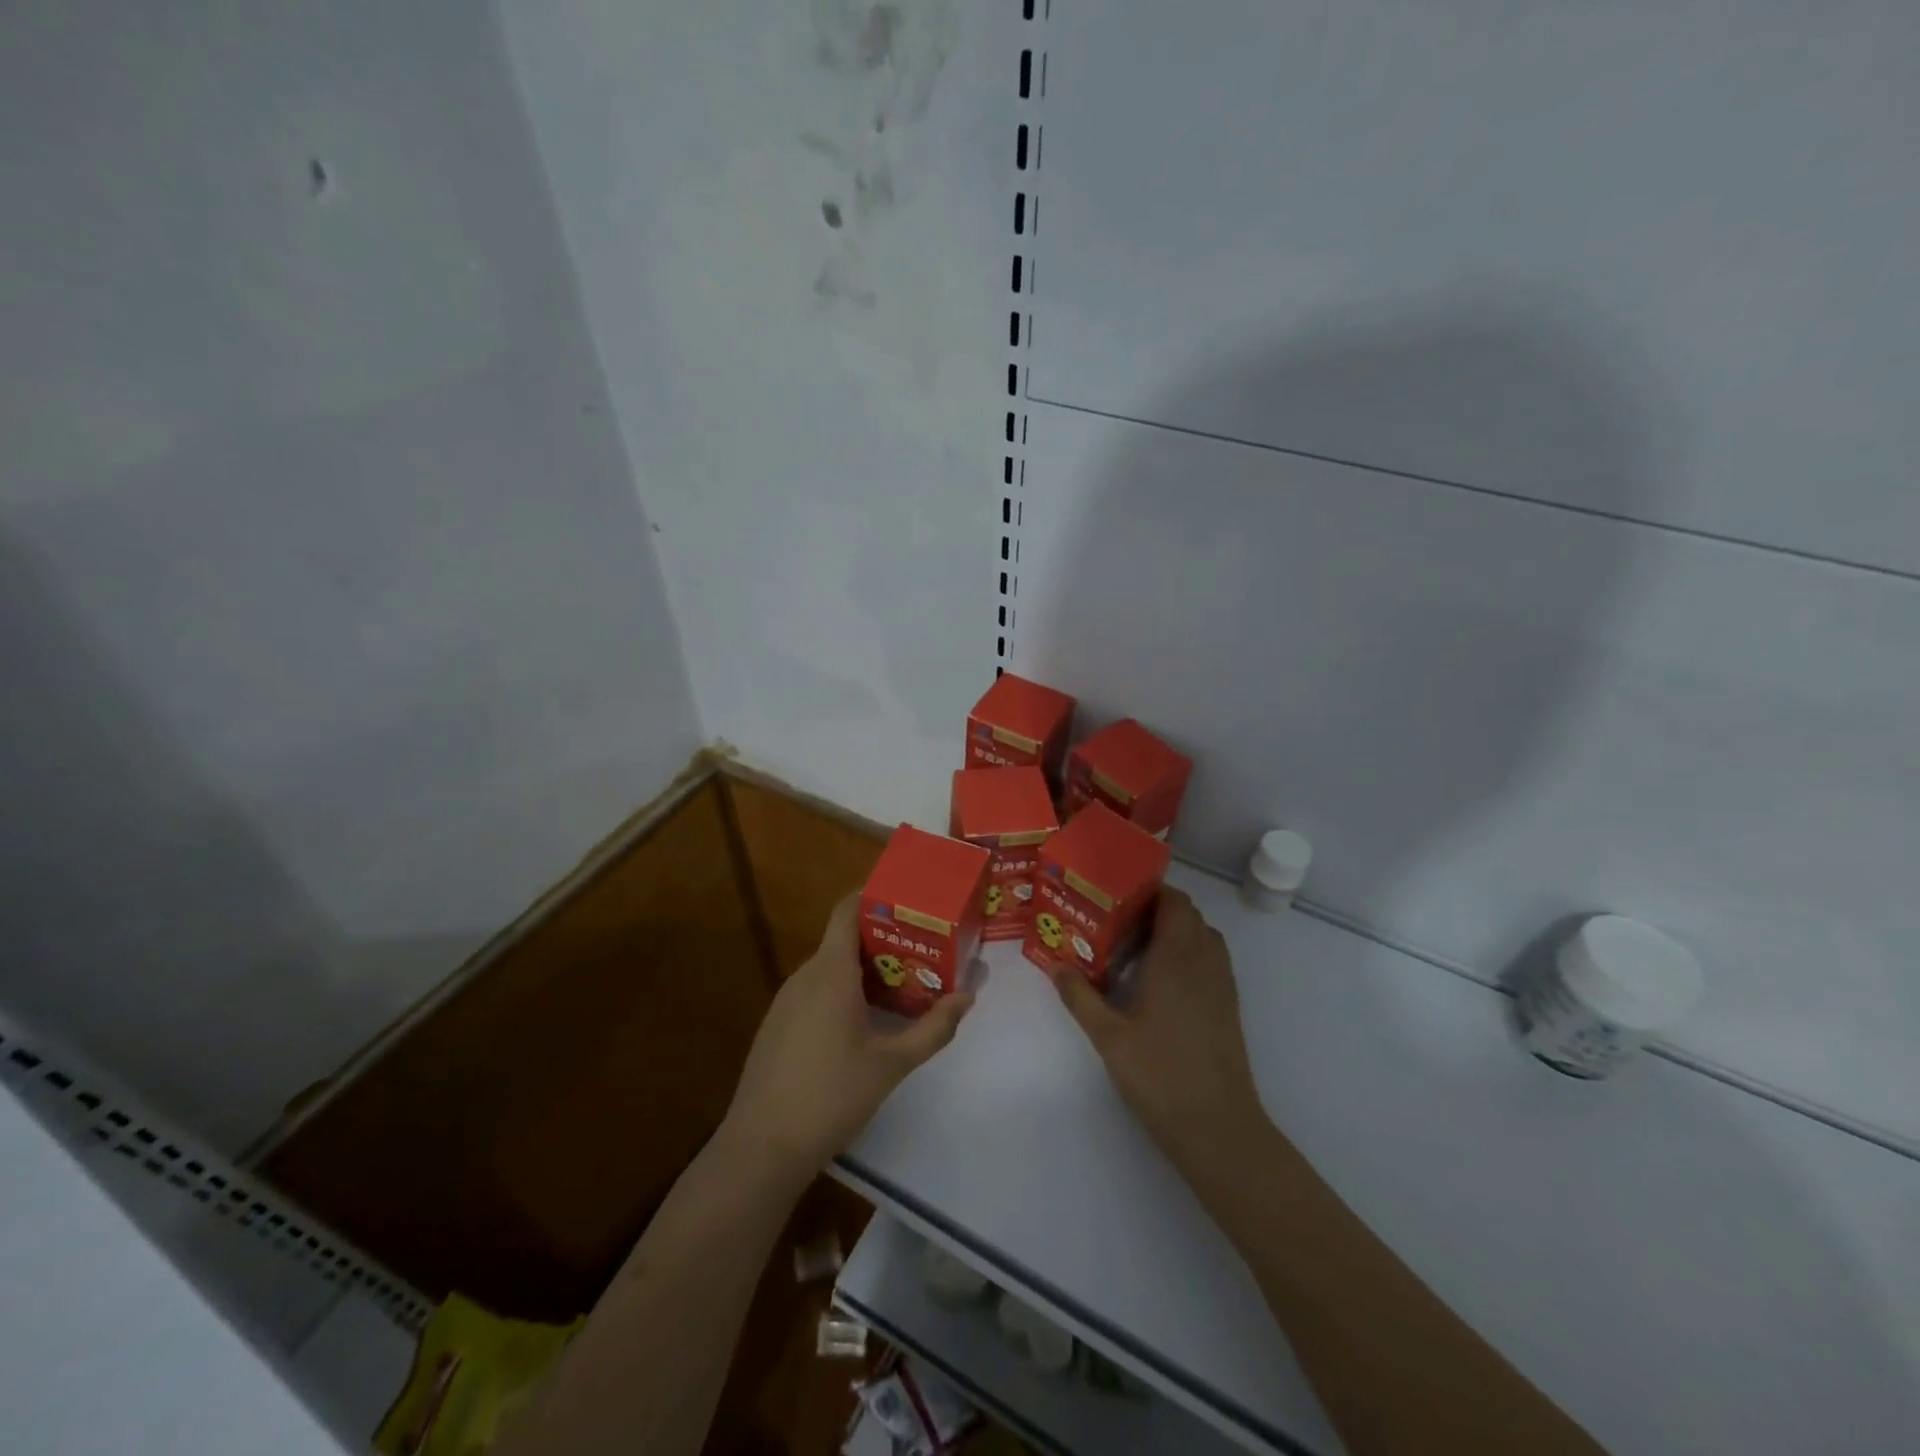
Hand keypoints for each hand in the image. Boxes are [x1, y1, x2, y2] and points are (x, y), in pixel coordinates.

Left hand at [721, 892, 973, 1177]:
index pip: (847, 910)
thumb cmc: (832, 1096)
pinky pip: (815, 991)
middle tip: (923, 948)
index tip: (908, 900)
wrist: (762, 1147)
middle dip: (883, 939)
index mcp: (831, 972)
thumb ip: (933, 1028)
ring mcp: (786, 1000)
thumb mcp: (892, 1063)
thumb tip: (968, 996)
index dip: (873, 896)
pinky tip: (864, 1022)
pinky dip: (842, 991)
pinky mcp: (777, 1025)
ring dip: (864, 969)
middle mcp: (805, 976)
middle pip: (844, 939)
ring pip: (830, 968)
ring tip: (903, 982)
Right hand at [1048, 889, 1268, 1175]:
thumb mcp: (1109, 1037)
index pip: (1174, 902)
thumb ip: (1080, 997)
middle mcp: (1204, 961)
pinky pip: (1211, 959)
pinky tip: (1162, 980)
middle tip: (1119, 921)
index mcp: (1177, 958)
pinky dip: (1190, 953)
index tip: (1118, 895)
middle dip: (1157, 909)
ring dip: (1176, 930)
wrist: (1218, 1126)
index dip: (1151, 890)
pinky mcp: (1229, 1005)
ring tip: (1138, 946)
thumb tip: (1055, 965)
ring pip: (1203, 935)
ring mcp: (1222, 983)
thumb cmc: (1160, 1074)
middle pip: (1189, 914)